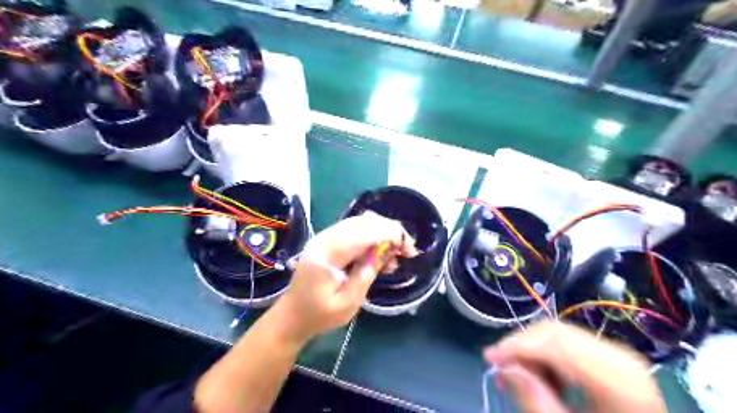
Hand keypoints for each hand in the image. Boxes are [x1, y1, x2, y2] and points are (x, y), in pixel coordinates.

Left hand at [270, 211, 420, 342]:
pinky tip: (382, 256)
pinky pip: (355, 230)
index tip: (408, 250)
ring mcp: (325, 237)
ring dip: (383, 233)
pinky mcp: (329, 240)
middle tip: (408, 251)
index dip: (390, 235)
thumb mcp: (348, 302)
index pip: (363, 232)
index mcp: (326, 255)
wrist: (292, 315)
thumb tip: (387, 248)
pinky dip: (373, 237)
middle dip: (391, 231)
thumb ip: (367, 272)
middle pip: (364, 222)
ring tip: (395, 256)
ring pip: (362, 222)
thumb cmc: (320, 315)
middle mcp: (325, 238)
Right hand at [488, 322, 665, 412]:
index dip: (518, 347)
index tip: (489, 357)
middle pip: (556, 334)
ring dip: (531, 351)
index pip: (556, 345)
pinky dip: (546, 356)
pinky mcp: (611, 357)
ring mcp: (618, 355)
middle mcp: (621, 358)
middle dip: (521, 346)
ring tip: (518, 377)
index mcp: (621, 383)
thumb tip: (506, 368)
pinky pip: (568, 344)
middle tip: (500, 368)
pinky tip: (542, 379)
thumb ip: (536, 402)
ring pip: (558, 335)